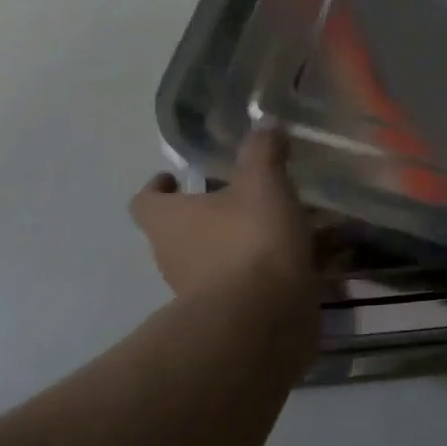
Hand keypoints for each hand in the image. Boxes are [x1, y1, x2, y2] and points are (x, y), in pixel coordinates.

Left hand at [130, 130, 317, 316]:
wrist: (263, 321)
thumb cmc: (250, 241)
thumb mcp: (263, 182)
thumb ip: (263, 151)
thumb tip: (267, 125)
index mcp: (168, 221)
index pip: (145, 200)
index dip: (158, 187)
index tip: (177, 177)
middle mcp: (172, 257)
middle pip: (180, 231)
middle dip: (208, 216)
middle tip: (243, 198)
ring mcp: (197, 294)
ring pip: (214, 261)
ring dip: (239, 246)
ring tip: (281, 229)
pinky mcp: (228, 318)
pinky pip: (243, 287)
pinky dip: (264, 275)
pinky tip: (300, 263)